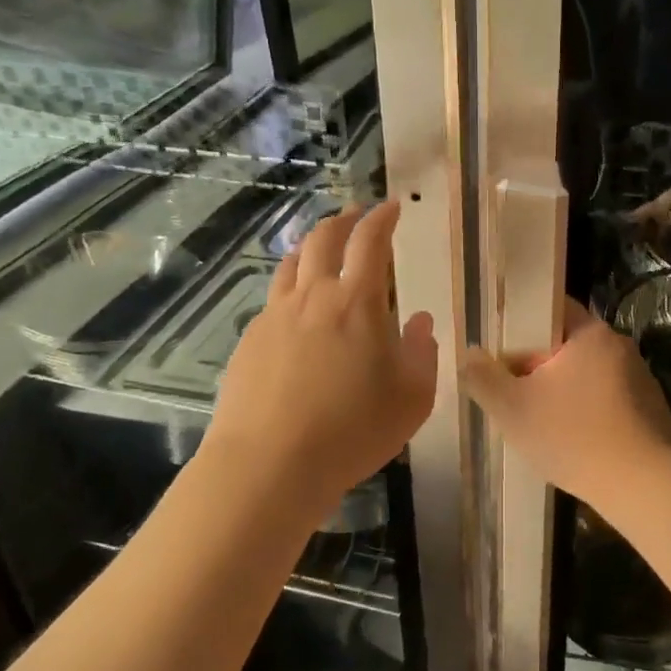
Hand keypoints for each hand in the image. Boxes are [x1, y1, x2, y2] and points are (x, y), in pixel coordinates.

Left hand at [205, 200, 436, 512]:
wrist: (270, 464)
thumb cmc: (353, 430)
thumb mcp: (412, 398)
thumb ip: (421, 353)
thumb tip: (420, 321)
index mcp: (357, 302)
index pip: (370, 241)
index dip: (382, 218)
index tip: (392, 207)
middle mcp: (313, 296)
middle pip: (324, 239)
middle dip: (343, 220)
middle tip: (356, 215)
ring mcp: (275, 316)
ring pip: (291, 263)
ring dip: (311, 246)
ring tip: (322, 247)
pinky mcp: (249, 340)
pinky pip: (273, 298)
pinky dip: (291, 286)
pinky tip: (296, 308)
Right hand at [461, 299, 670, 500]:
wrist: (642, 485)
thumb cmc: (572, 436)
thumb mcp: (511, 408)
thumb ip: (483, 377)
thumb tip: (470, 354)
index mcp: (590, 333)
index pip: (552, 308)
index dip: (522, 324)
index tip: (502, 349)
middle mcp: (620, 346)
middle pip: (569, 343)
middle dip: (540, 364)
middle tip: (515, 391)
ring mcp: (641, 378)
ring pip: (589, 373)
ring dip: (565, 390)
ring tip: (543, 421)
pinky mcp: (651, 409)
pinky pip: (609, 399)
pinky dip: (589, 411)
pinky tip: (577, 441)